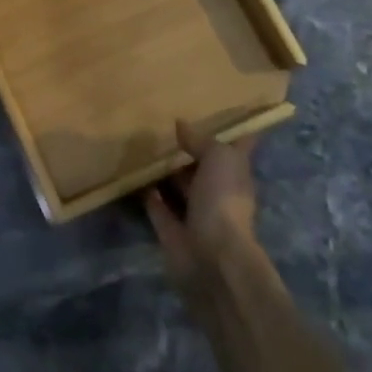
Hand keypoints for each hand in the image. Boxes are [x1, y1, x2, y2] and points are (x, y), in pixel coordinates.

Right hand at [144, 119, 265, 295]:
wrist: (212, 257)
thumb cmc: (223, 200)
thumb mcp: (219, 158)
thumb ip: (201, 140)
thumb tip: (181, 124)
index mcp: (235, 175)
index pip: (238, 148)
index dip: (234, 132)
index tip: (224, 113)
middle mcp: (217, 193)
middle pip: (203, 167)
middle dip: (188, 151)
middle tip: (162, 126)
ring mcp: (195, 213)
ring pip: (179, 187)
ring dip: (164, 172)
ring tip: (142, 147)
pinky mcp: (172, 231)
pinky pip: (158, 207)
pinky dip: (148, 195)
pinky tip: (133, 177)